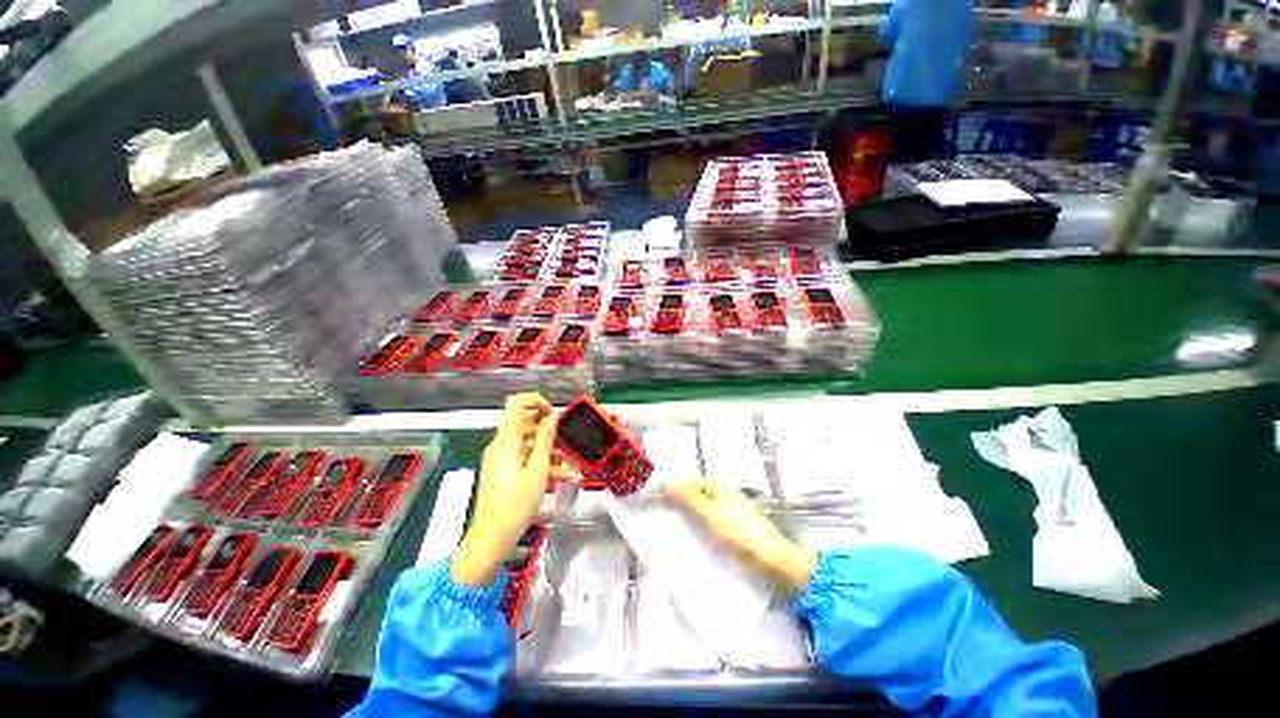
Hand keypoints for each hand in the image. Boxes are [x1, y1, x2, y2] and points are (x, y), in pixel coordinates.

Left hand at [452, 393, 558, 586]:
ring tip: (570, 460)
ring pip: (528, 441)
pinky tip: (562, 474)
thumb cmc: (515, 505)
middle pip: (525, 422)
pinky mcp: (504, 470)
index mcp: (506, 441)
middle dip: (549, 428)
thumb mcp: (537, 471)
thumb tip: (552, 416)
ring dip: (549, 447)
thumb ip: (546, 440)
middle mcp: (501, 445)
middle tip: (567, 439)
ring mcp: (501, 458)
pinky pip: (525, 457)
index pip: (516, 404)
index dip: (536, 401)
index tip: (553, 414)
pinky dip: (542, 461)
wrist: (491, 539)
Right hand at [666, 477, 816, 594]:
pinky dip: (699, 529)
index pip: (689, 481)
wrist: (773, 561)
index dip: (672, 490)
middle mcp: (724, 493)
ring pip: (701, 511)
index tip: (655, 503)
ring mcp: (729, 510)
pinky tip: (690, 541)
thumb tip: (665, 483)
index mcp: (718, 484)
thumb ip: (687, 497)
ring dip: (688, 519)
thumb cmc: (739, 533)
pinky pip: (710, 523)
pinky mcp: (733, 527)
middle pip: (695, 495)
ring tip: (670, 532)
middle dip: (678, 505)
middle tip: (659, 520)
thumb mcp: (709, 513)